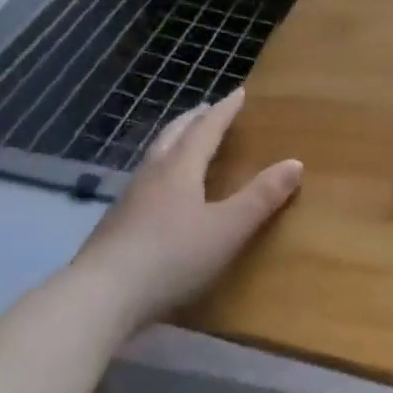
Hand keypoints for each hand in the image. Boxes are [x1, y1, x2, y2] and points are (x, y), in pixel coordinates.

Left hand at [74, 89, 300, 332]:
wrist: (97, 300)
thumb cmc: (171, 257)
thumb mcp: (228, 229)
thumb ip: (261, 197)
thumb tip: (296, 163)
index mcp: (180, 168)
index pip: (206, 129)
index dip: (224, 111)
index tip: (238, 93)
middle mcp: (152, 175)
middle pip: (173, 135)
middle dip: (194, 120)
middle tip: (208, 109)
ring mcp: (128, 200)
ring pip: (154, 157)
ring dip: (173, 142)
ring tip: (185, 143)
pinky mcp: (113, 226)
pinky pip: (144, 181)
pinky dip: (160, 170)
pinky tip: (159, 192)